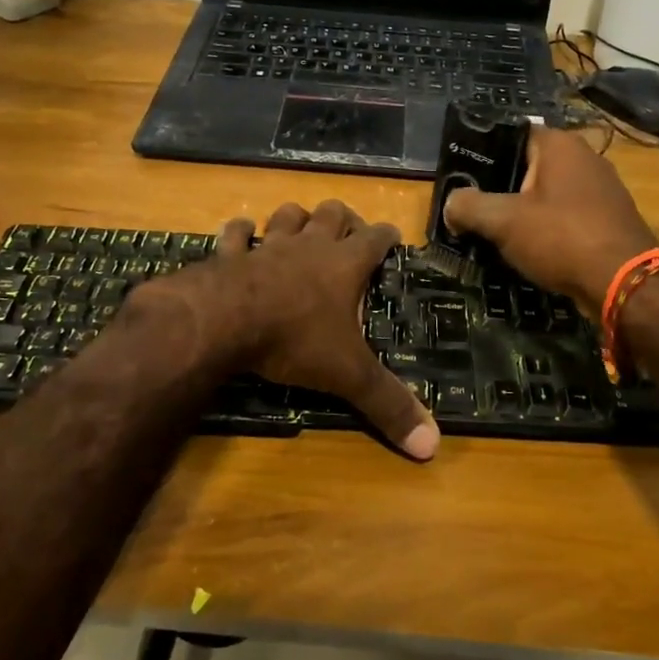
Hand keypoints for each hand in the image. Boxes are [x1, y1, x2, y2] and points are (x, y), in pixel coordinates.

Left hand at [165, 201, 438, 460]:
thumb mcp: (349, 375)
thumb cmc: (295, 339)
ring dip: (296, 219)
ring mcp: (268, 246)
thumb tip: (433, 445)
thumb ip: (389, 404)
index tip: (393, 236)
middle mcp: (310, 246)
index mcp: (345, 265)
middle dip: (342, 218)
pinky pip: (235, 234)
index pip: (376, 238)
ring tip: (300, 226)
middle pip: (332, 214)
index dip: (387, 235)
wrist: (225, 321)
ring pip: (287, 216)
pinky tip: (241, 234)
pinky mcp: (230, 254)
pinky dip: (239, 232)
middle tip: (347, 231)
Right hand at [442, 126, 658, 317]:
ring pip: (547, 192)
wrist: (625, 283)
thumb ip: (469, 207)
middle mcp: (584, 157)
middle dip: (500, 186)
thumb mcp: (503, 222)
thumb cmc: (562, 238)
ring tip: (494, 232)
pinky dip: (547, 227)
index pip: (510, 135)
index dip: (482, 154)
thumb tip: (451, 205)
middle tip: (471, 209)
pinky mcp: (609, 217)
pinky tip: (530, 249)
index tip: (461, 178)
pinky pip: (566, 214)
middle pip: (528, 164)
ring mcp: (601, 188)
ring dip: (523, 210)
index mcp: (559, 144)